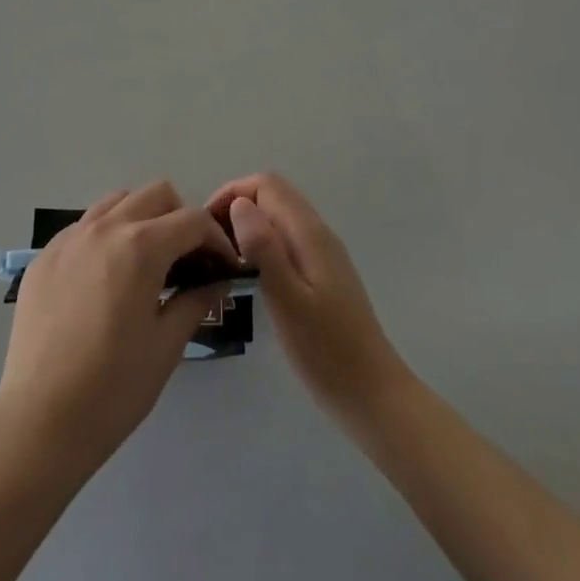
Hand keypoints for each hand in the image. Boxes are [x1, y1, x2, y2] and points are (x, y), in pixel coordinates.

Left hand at [0, 182, 239, 466]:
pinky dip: (106, 235)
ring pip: (117, 202)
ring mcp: (70, 238)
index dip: (217, 240)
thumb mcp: (166, 346)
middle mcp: (105, 227)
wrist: (39, 421)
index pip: (192, 220)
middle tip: (187, 260)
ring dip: (141, 219)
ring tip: (146, 262)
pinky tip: (106, 278)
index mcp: (140, 246)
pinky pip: (84, 226)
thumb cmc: (113, 388)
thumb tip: (216, 282)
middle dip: (180, 219)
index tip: (225, 267)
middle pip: (155, 194)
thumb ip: (195, 301)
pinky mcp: (45, 255)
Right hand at [208, 173, 408, 425]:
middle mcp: (317, 233)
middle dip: (236, 205)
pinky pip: (285, 238)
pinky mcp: (321, 273)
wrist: (373, 396)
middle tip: (210, 243)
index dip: (232, 193)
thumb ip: (265, 249)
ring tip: (222, 258)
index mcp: (309, 233)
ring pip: (278, 216)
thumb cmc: (327, 352)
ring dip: (248, 224)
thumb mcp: (289, 301)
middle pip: (272, 194)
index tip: (206, 225)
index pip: (266, 184)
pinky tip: (248, 274)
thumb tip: (239, 204)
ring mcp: (322, 253)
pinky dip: (261, 242)